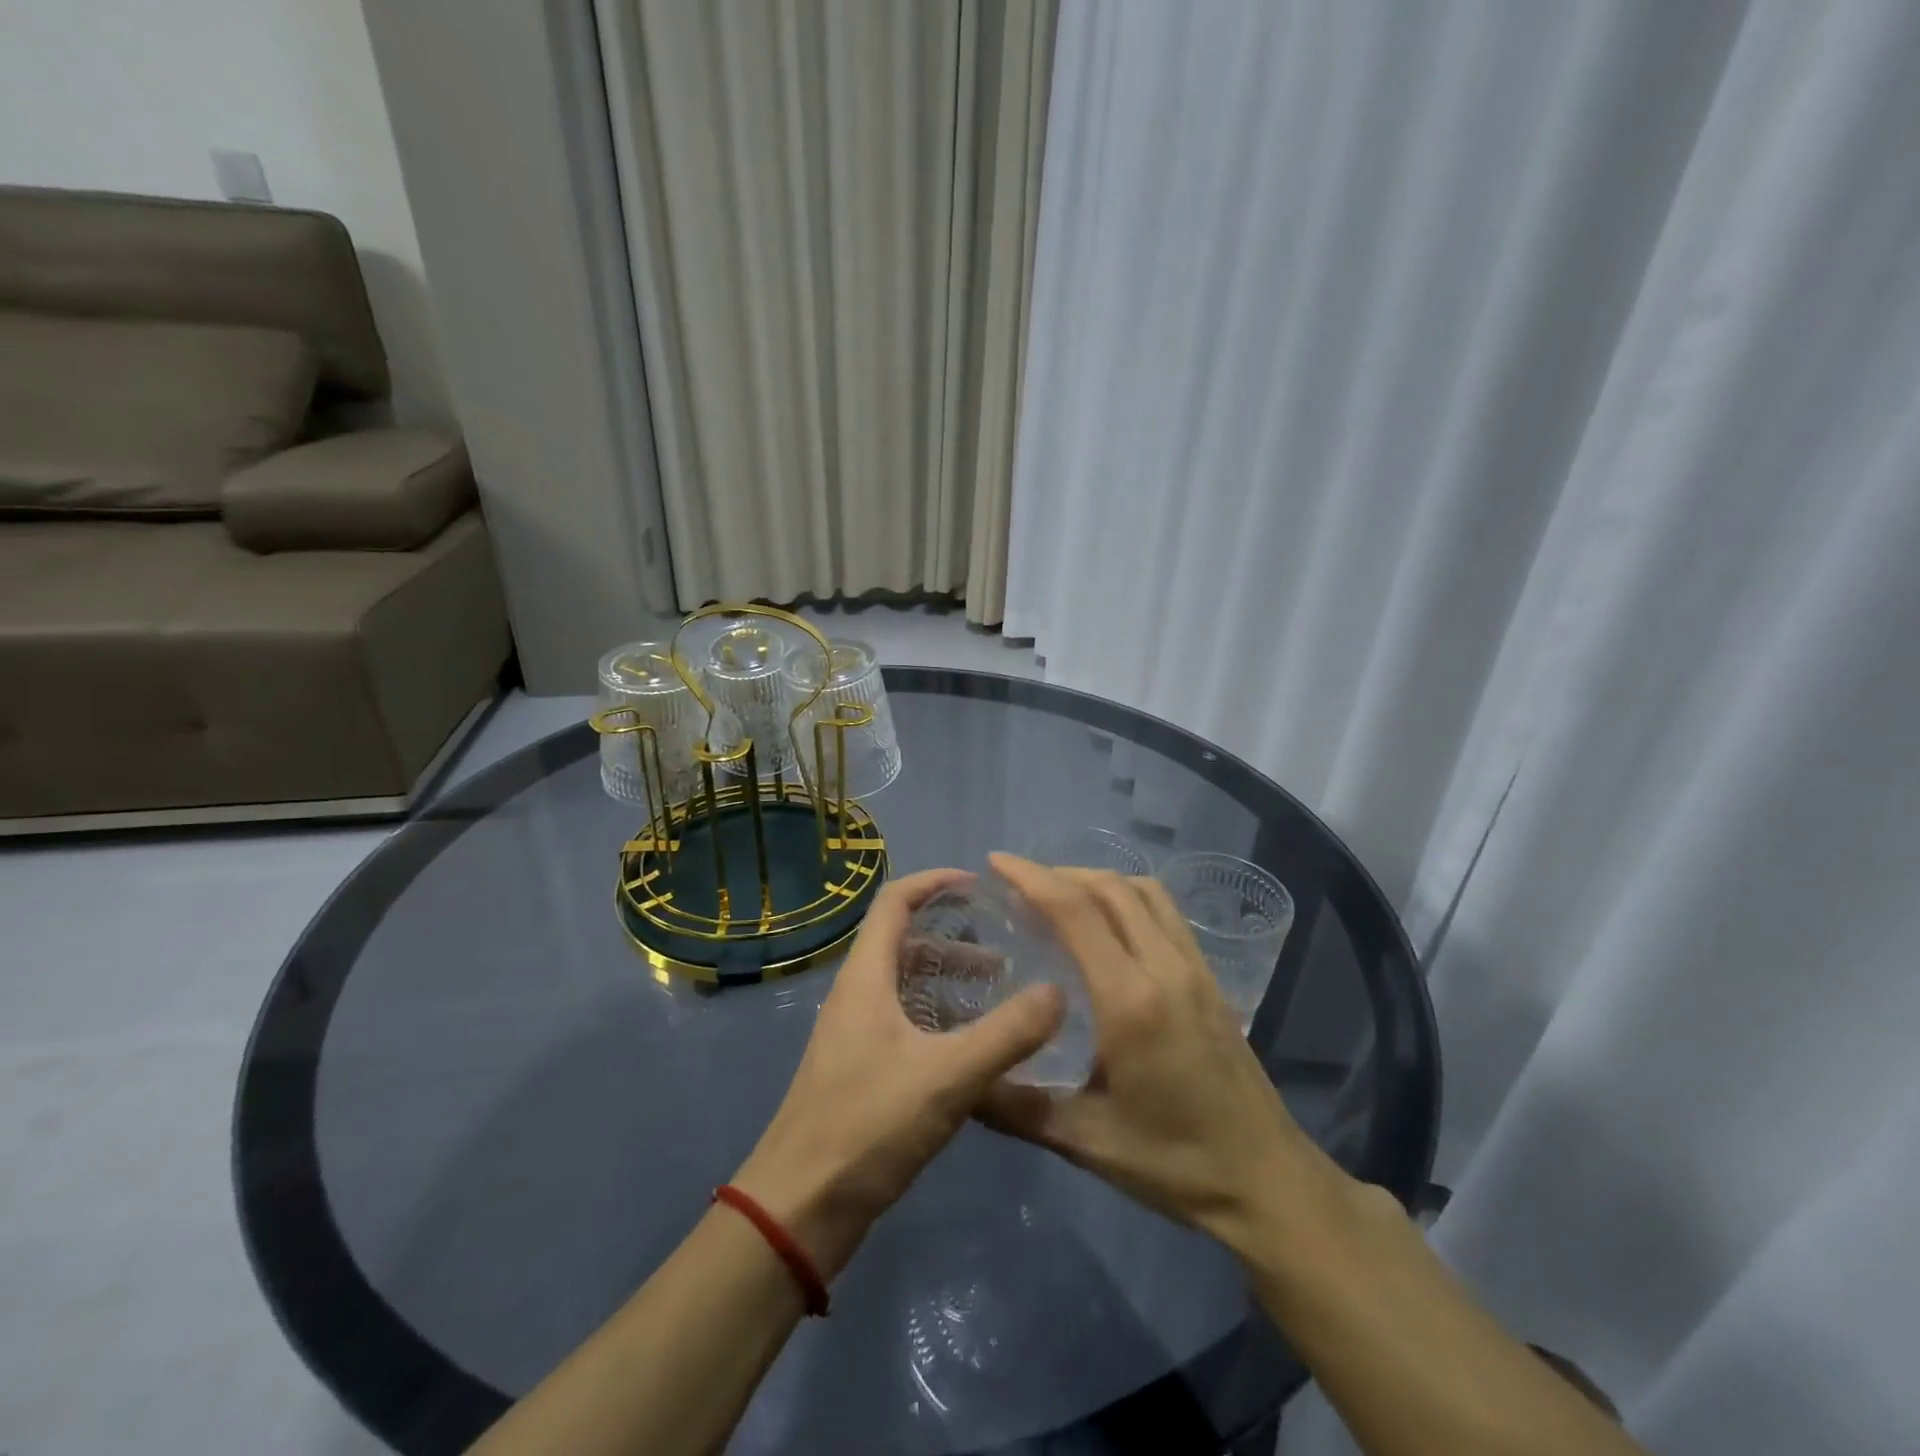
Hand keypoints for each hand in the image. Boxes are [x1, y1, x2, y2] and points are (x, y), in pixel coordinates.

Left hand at [732, 868, 1065, 1279]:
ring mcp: (856, 1033)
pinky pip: (905, 1020)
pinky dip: (940, 1015)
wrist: (800, 1209)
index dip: (933, 882)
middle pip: (903, 941)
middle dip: (953, 934)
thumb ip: (1006, 1034)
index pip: (894, 901)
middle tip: (1005, 945)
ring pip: (906, 984)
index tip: (978, 884)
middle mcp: (857, 994)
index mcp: (866, 977)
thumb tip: (1058, 992)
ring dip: (949, 978)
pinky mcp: (860, 1068)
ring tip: (1000, 991)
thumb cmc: (867, 1126)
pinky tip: (974, 1044)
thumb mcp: (947, 1077)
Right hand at [975, 854, 1345, 1244]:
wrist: (1266, 1179)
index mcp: (1130, 999)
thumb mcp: (1085, 1141)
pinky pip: (1165, 912)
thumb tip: (962, 1082)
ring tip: (1059, 898)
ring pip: (1144, 892)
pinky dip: (1127, 898)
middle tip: (1017, 885)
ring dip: (1097, 881)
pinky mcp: (1210, 978)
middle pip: (1110, 888)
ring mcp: (1194, 968)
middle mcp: (1165, 967)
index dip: (1031, 878)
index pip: (1076, 912)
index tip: (996, 862)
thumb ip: (1016, 1109)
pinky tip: (1108, 927)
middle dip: (1058, 873)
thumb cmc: (1175, 1162)